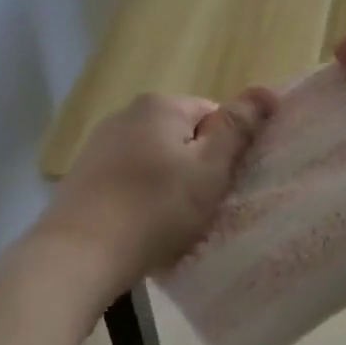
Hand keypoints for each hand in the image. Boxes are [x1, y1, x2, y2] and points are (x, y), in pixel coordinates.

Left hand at [36, 87, 277, 289]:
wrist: (79, 254)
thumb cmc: (155, 210)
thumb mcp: (209, 170)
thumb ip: (237, 129)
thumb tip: (266, 90)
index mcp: (160, 105)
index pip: (212, 115)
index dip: (225, 151)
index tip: (221, 186)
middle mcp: (126, 113)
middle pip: (181, 135)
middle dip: (194, 167)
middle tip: (199, 207)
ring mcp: (99, 143)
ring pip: (153, 158)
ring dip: (166, 183)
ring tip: (168, 221)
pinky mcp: (83, 174)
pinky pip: (127, 178)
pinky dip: (139, 196)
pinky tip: (138, 224)